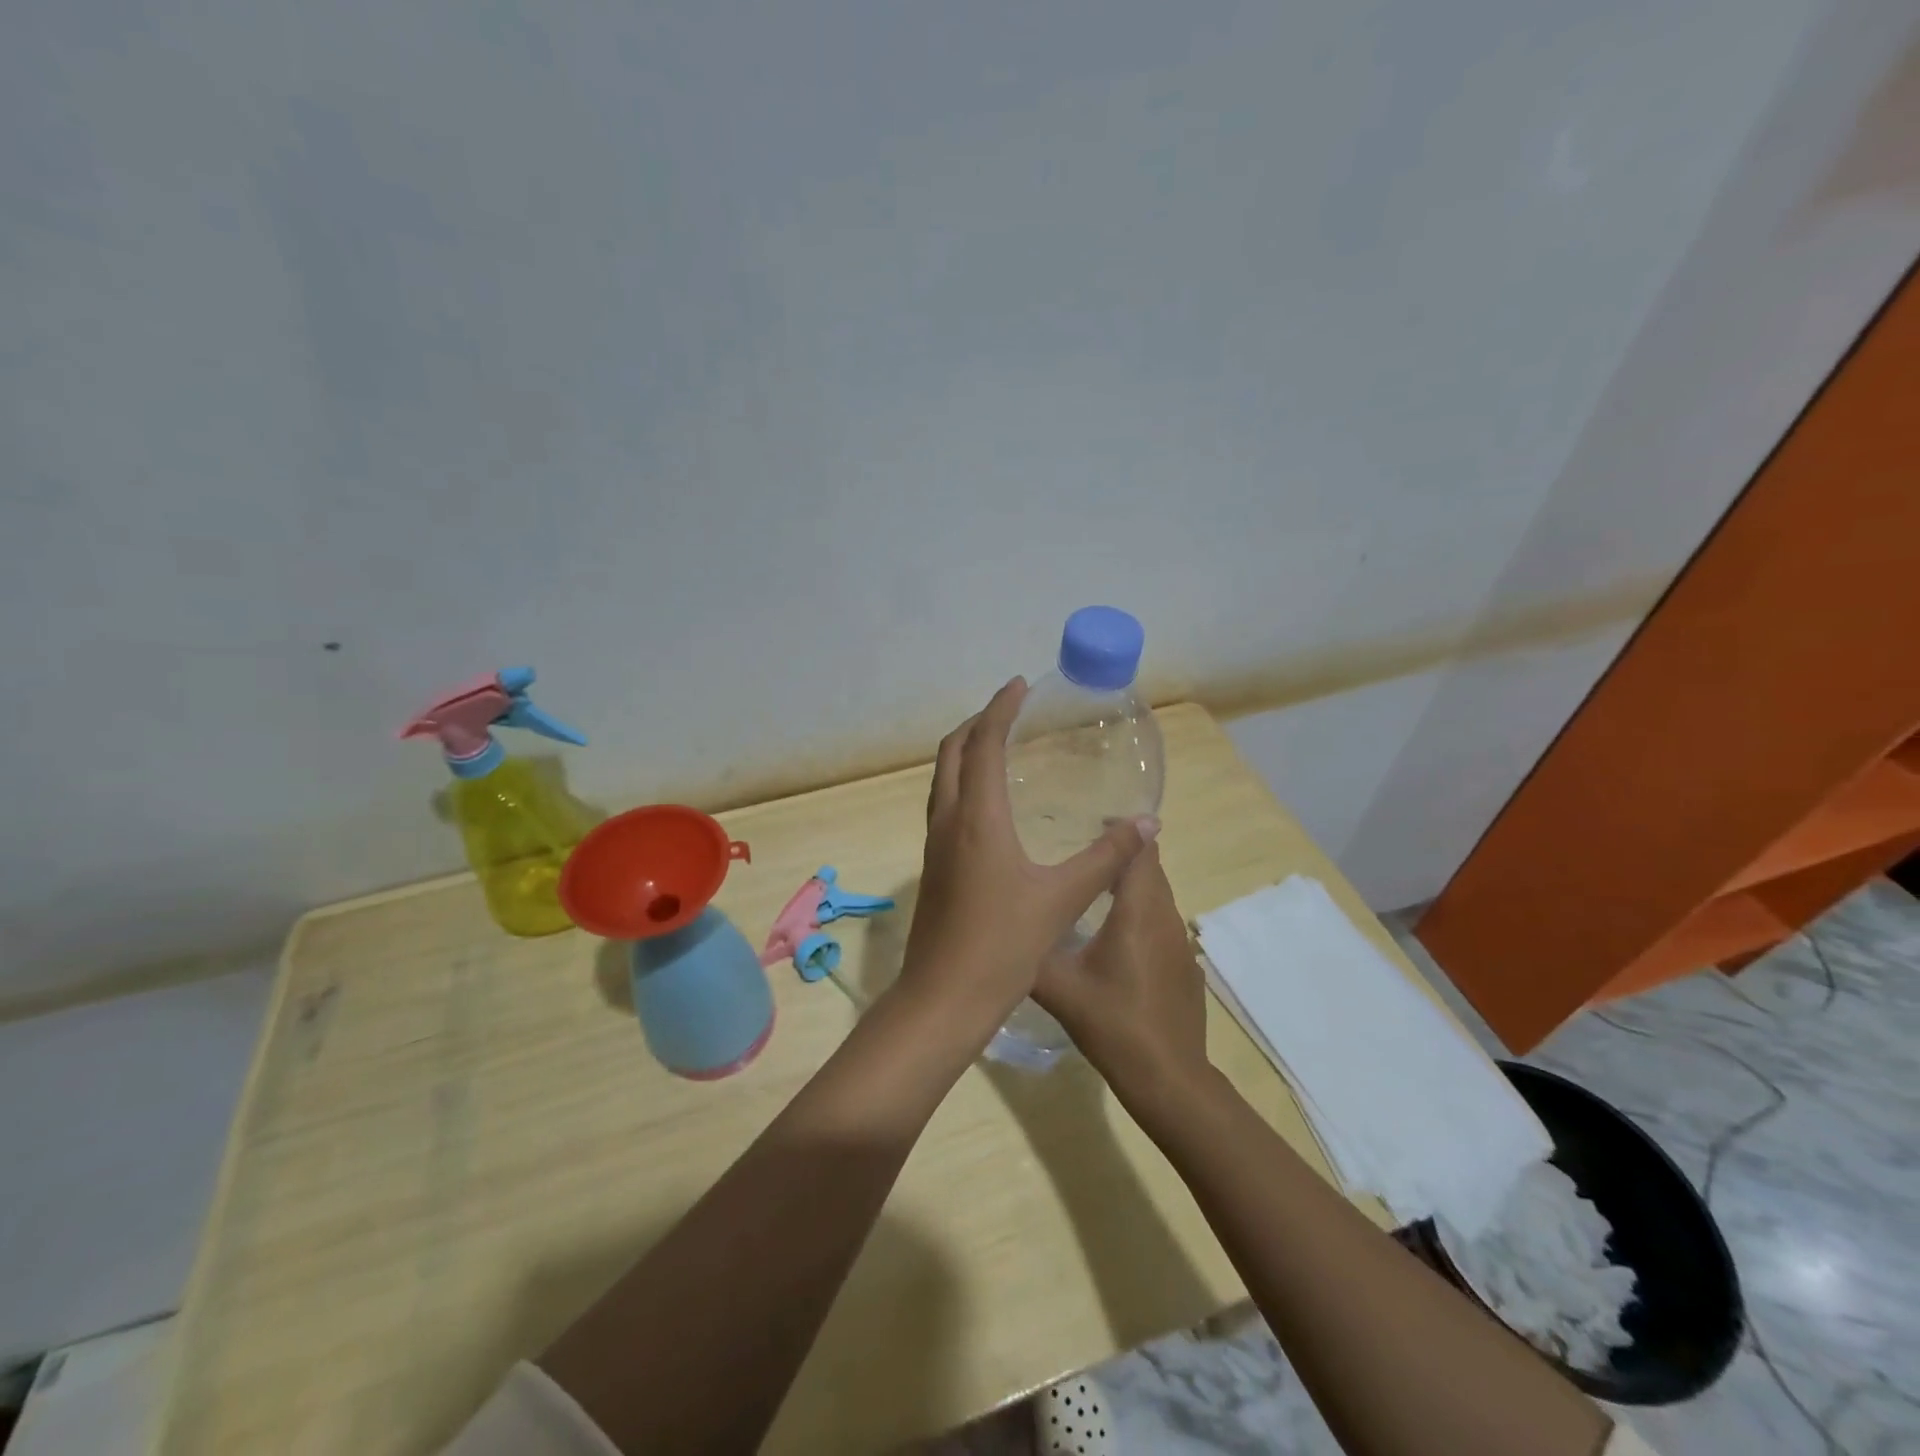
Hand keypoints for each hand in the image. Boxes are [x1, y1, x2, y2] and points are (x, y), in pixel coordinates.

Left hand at [898, 678, 1155, 1044]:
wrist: (944, 996)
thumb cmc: (1003, 944)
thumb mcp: (1063, 898)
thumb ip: (1106, 858)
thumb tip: (1146, 824)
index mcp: (977, 817)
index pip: (983, 743)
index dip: (1000, 709)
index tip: (1019, 686)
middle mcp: (947, 820)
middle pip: (952, 752)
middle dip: (977, 723)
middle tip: (1009, 710)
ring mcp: (933, 843)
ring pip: (942, 778)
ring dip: (965, 752)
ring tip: (998, 745)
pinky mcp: (932, 866)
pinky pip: (943, 803)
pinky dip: (962, 782)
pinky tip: (988, 804)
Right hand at [1033, 844, 1209, 1107]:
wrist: (1169, 1078)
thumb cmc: (1114, 1024)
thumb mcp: (1059, 988)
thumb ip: (1030, 953)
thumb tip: (1001, 929)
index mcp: (1137, 911)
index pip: (1140, 850)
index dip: (1121, 830)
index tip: (1088, 821)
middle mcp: (1164, 917)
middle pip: (1150, 868)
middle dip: (1120, 853)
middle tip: (1079, 851)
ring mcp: (1179, 943)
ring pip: (1156, 896)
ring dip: (1129, 884)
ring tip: (1089, 888)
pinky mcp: (1184, 965)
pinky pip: (1160, 923)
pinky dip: (1139, 914)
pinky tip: (1113, 937)